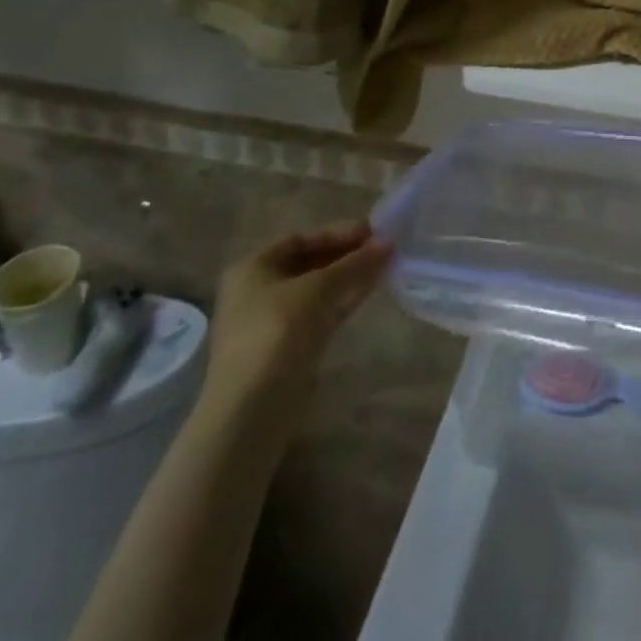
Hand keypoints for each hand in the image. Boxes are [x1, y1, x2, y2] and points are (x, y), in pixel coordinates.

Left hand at [201, 222, 390, 422]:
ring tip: (385, 265)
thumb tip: (388, 243)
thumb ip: (354, 264)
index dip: (337, 232)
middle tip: (383, 248)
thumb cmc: (277, 332)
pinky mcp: (288, 347)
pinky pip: (320, 312)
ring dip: (349, 276)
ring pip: (317, 289)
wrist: (252, 409)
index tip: (372, 231)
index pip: (300, 239)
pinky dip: (344, 299)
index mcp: (252, 268)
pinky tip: (370, 289)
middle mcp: (258, 290)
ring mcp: (272, 322)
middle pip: (309, 263)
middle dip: (346, 254)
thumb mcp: (319, 289)